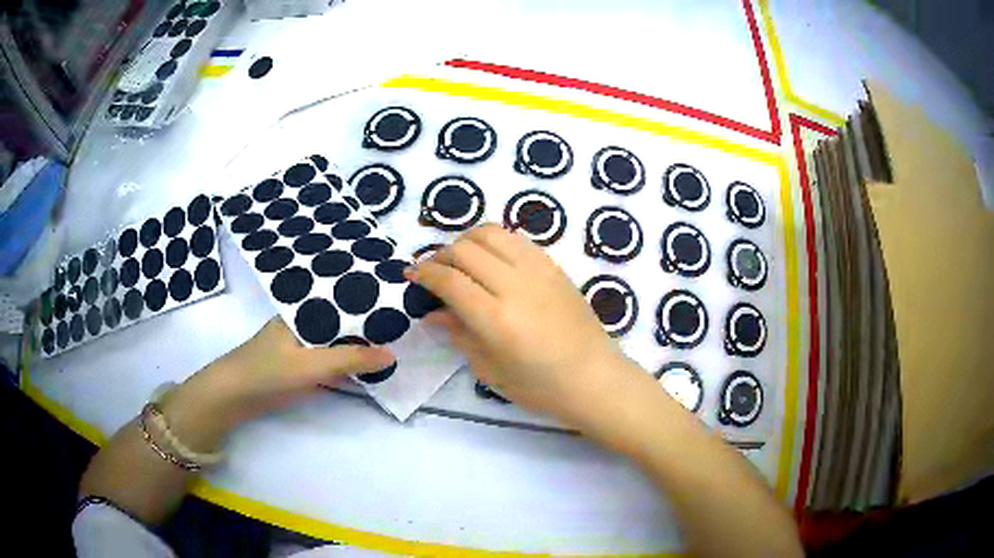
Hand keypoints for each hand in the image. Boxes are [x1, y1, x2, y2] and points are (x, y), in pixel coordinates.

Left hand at [167, 318, 394, 443]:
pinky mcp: (297, 365)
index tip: (399, 300)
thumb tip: (392, 354)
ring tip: (393, 341)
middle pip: (340, 319)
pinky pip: (328, 358)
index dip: (368, 299)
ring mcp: (299, 345)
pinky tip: (364, 365)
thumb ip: (350, 359)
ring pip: (335, 339)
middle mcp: (302, 322)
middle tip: (404, 322)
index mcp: (302, 310)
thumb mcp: (310, 365)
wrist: (232, 397)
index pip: (341, 298)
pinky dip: (345, 360)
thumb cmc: (267, 372)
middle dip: (368, 322)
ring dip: (357, 343)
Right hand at [406, 224, 633, 426]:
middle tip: (434, 270)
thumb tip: (433, 312)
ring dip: (466, 240)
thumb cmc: (539, 386)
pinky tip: (491, 259)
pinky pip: (516, 239)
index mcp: (496, 318)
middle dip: (440, 255)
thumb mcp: (490, 370)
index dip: (424, 272)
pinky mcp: (554, 265)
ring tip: (460, 259)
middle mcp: (515, 285)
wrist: (593, 377)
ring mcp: (538, 270)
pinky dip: (494, 241)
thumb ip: (459, 334)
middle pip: (465, 250)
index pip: (449, 280)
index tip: (411, 273)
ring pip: (490, 233)